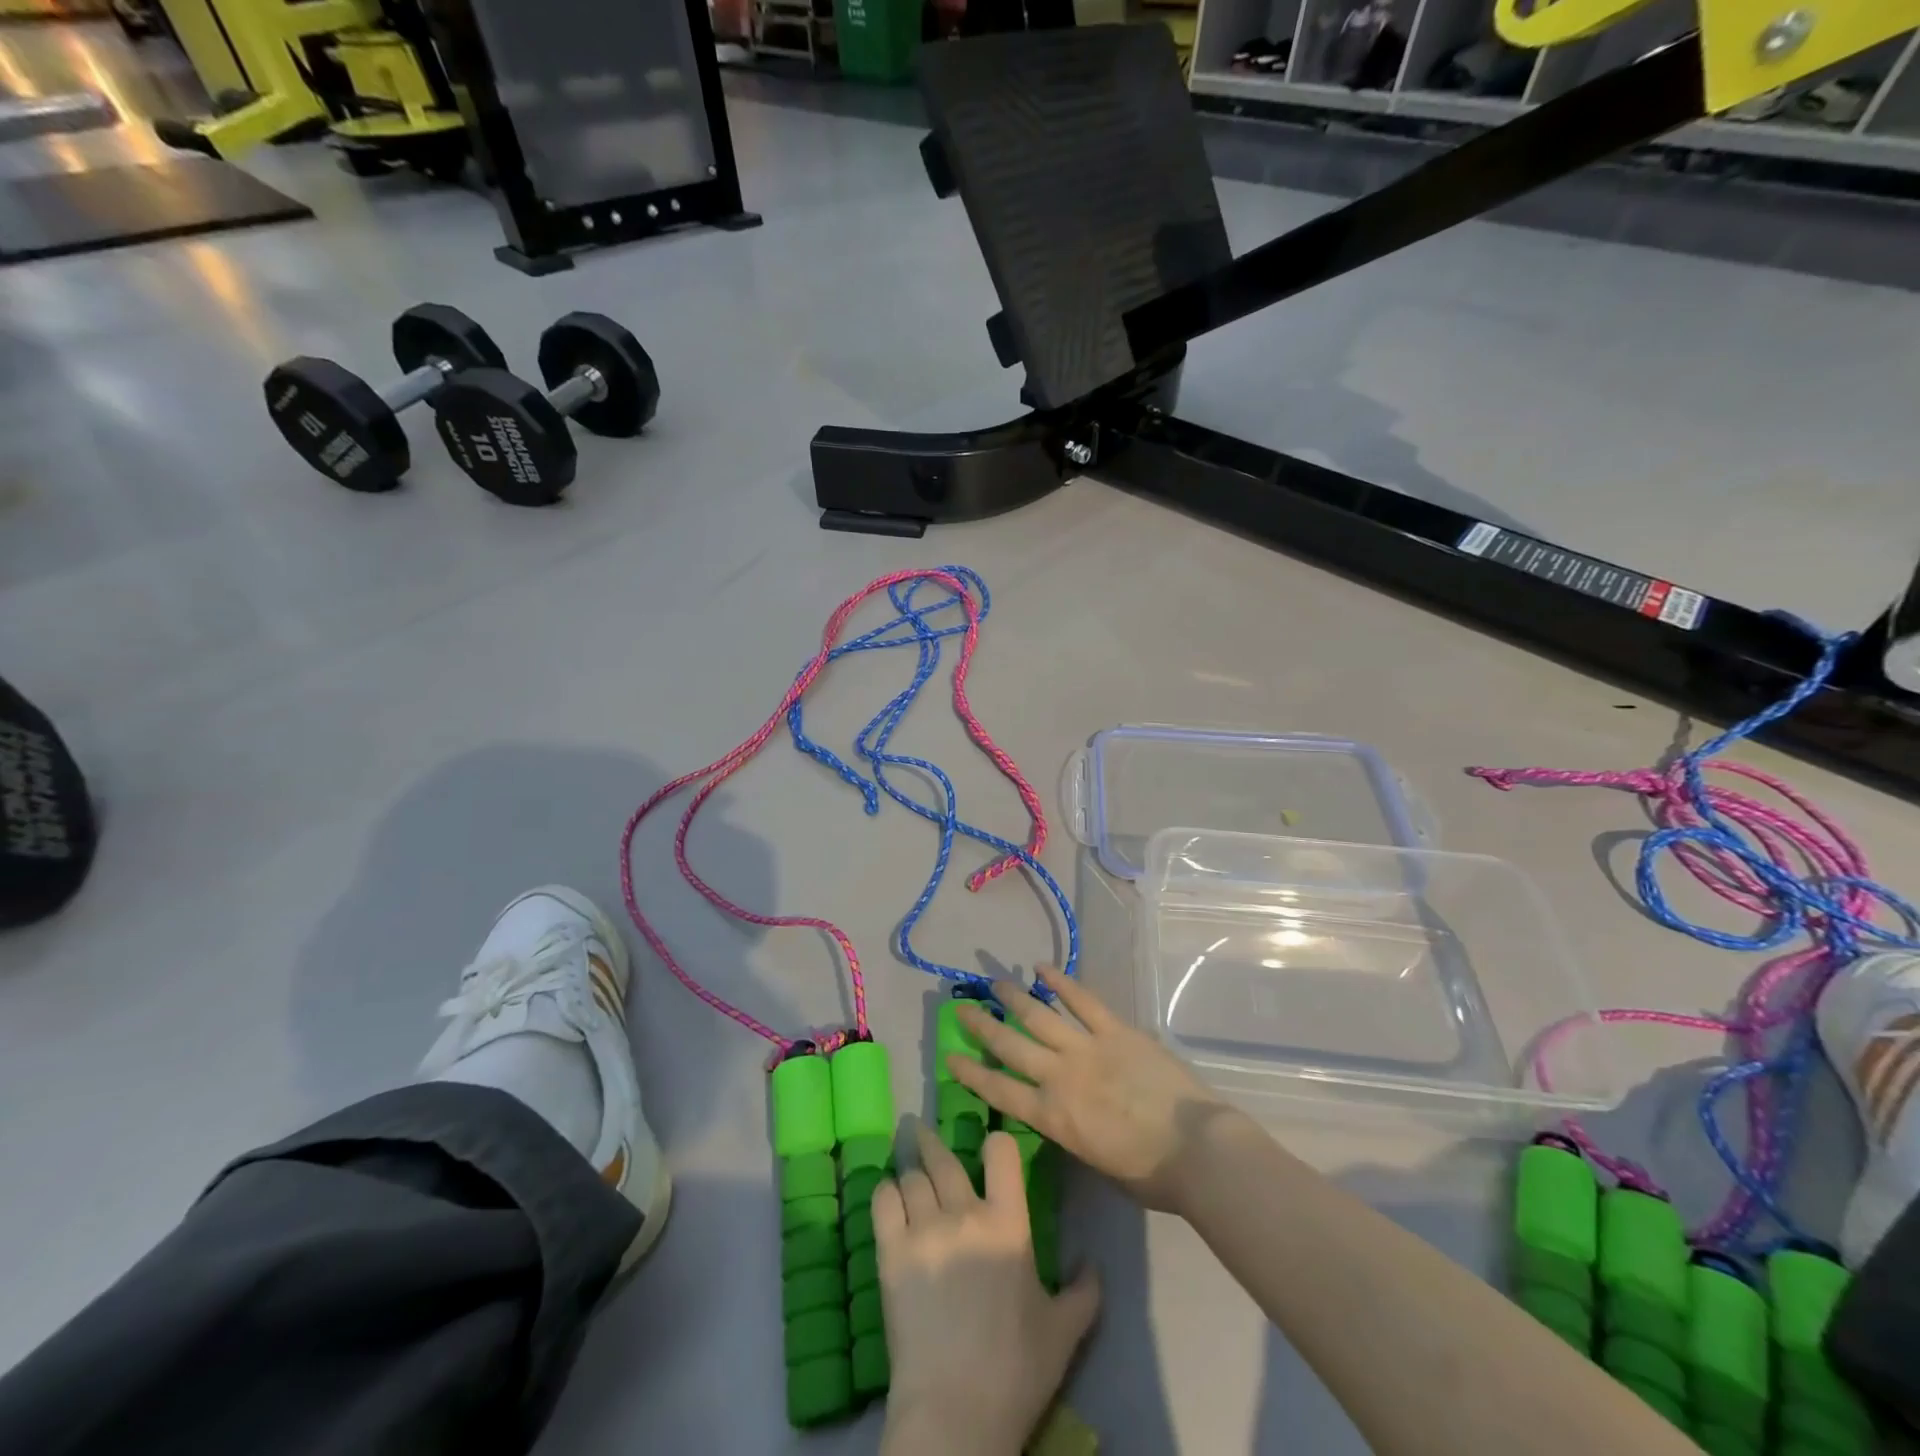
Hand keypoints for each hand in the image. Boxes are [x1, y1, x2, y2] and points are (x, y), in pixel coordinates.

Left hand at [875, 1120, 1099, 1455]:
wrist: (955, 1411)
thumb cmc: (1016, 1370)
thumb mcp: (1064, 1332)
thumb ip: (1083, 1293)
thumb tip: (1092, 1263)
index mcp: (1007, 1223)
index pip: (1001, 1153)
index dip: (995, 1142)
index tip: (988, 1142)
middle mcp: (963, 1213)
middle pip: (943, 1158)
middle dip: (931, 1139)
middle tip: (919, 1125)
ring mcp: (924, 1230)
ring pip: (912, 1176)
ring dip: (908, 1164)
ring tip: (904, 1155)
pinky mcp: (891, 1253)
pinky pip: (883, 1201)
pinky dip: (885, 1191)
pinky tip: (888, 1192)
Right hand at [950, 965, 1234, 1215]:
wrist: (1195, 1148)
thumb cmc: (1150, 1174)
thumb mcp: (1097, 1164)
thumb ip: (1074, 1135)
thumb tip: (1068, 1116)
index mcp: (1053, 1117)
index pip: (1000, 1092)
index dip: (973, 1074)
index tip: (951, 1057)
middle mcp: (1060, 1076)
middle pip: (1011, 1046)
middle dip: (983, 1027)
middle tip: (962, 1009)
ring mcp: (1087, 1048)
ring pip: (1040, 1017)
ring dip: (1015, 998)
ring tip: (995, 983)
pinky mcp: (1116, 1030)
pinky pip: (1083, 1001)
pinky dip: (1062, 982)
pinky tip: (1043, 968)